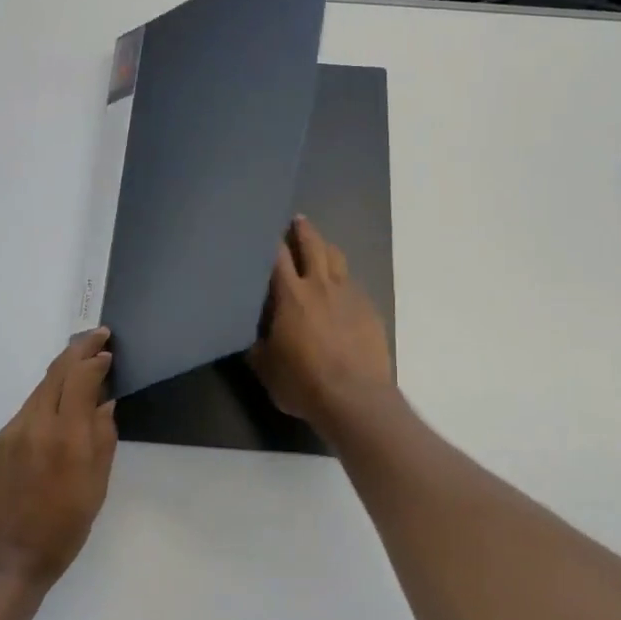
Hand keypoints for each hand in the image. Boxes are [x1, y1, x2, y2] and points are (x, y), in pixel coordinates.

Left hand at [0, 329, 118, 599]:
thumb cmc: (59, 534)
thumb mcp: (94, 491)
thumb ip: (102, 441)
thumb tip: (105, 405)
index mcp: (65, 437)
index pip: (80, 379)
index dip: (94, 360)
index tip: (108, 351)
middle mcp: (35, 425)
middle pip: (56, 373)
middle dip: (77, 350)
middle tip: (97, 336)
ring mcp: (11, 433)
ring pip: (40, 390)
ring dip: (61, 373)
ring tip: (81, 365)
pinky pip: (27, 410)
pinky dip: (46, 398)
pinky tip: (57, 406)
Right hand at [249, 215, 393, 430]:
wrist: (355, 399)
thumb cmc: (303, 383)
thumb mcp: (265, 368)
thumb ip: (256, 343)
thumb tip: (250, 333)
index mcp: (290, 295)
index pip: (276, 256)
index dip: (269, 239)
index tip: (263, 229)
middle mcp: (319, 285)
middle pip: (312, 244)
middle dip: (303, 230)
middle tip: (297, 220)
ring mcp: (349, 294)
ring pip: (337, 258)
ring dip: (326, 248)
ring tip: (320, 247)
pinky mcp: (369, 308)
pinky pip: (353, 283)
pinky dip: (342, 278)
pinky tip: (340, 288)